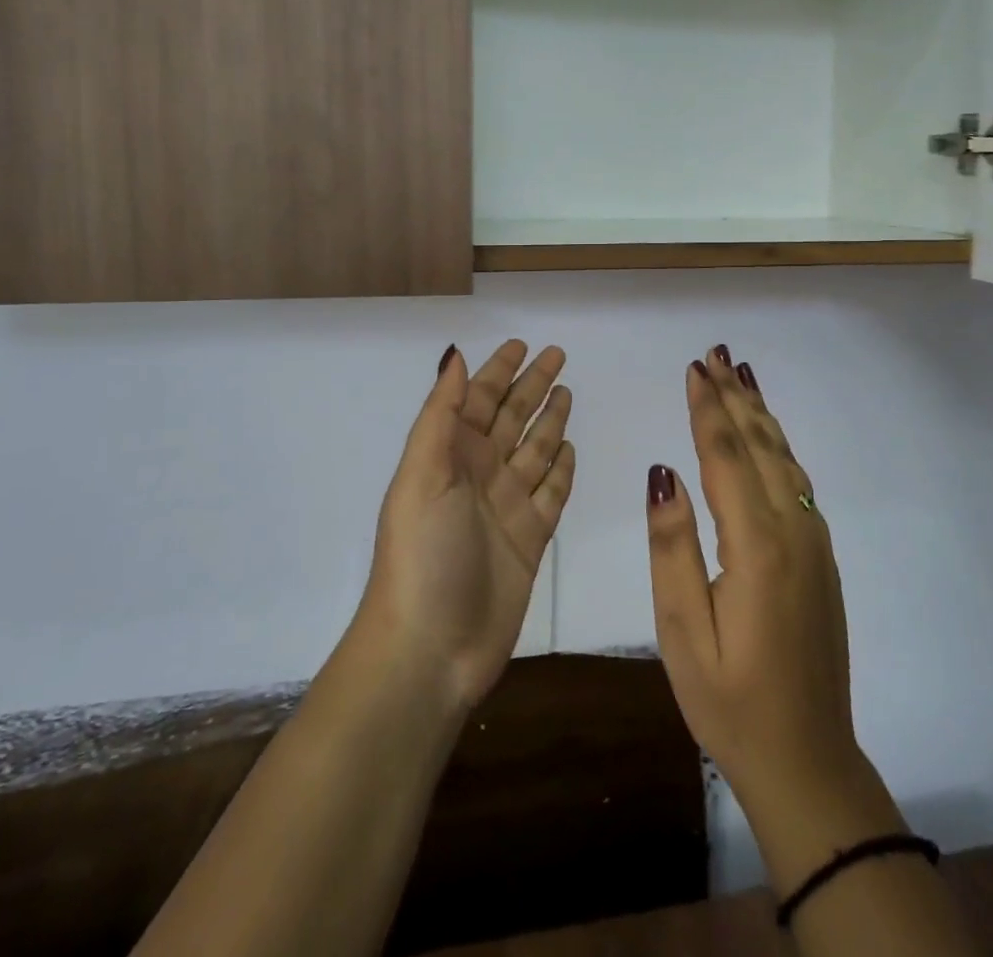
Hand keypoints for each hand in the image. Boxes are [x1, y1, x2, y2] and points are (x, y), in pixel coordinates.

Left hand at [356, 341, 574, 714]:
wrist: (431, 648)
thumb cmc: (423, 553)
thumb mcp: (423, 474)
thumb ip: (441, 415)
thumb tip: (455, 355)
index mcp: (450, 456)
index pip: (478, 400)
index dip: (498, 371)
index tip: (522, 344)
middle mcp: (479, 474)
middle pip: (512, 418)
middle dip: (532, 385)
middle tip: (558, 355)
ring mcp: (506, 507)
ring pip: (534, 450)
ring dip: (549, 420)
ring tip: (568, 392)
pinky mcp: (530, 539)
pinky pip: (551, 491)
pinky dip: (561, 469)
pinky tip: (570, 448)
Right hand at [645, 348, 904, 887]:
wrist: (809, 761)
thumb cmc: (730, 701)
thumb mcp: (683, 632)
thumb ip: (672, 547)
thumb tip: (663, 471)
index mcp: (757, 547)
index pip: (725, 458)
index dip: (707, 410)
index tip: (693, 369)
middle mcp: (794, 532)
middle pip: (760, 447)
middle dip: (735, 397)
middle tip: (717, 354)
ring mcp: (814, 544)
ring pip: (784, 460)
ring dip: (760, 414)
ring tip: (742, 376)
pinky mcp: (821, 559)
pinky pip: (796, 482)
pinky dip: (778, 446)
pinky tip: (768, 436)